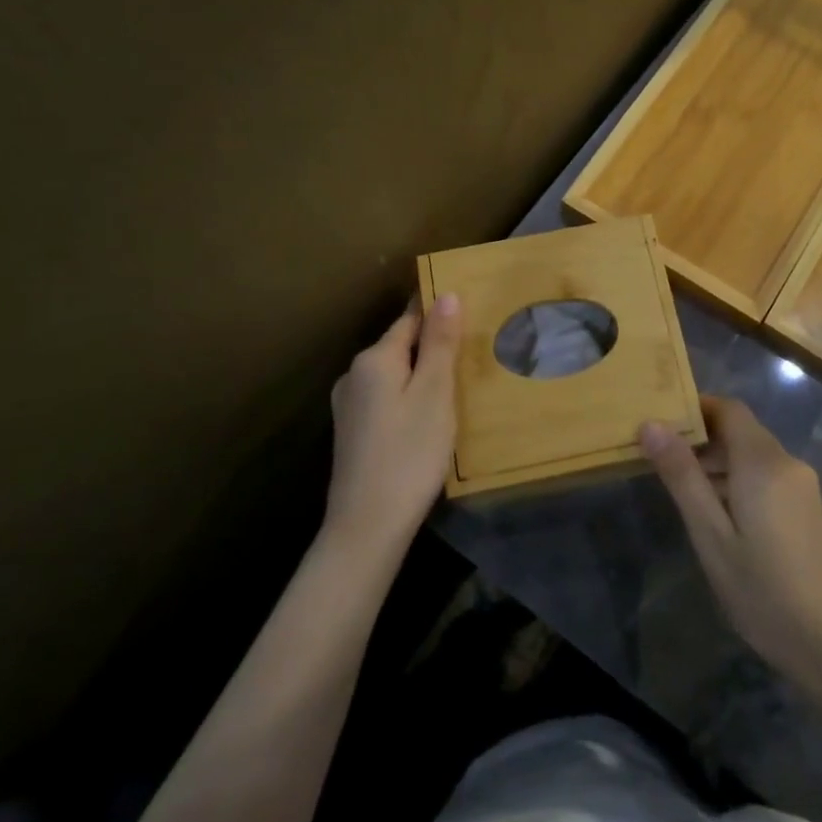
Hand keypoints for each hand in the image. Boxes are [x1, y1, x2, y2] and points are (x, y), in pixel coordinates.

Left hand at [326, 295, 461, 558]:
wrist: (367, 527)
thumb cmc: (409, 454)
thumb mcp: (434, 394)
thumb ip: (440, 343)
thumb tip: (447, 294)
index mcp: (374, 359)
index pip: (411, 319)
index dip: (440, 315)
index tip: (471, 315)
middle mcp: (354, 375)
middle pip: (401, 346)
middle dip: (433, 347)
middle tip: (473, 355)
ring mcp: (349, 406)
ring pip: (394, 375)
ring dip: (421, 375)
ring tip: (457, 387)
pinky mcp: (352, 433)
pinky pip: (386, 398)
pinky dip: (409, 398)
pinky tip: (428, 418)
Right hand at [641, 397, 821, 696]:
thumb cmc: (762, 590)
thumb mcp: (711, 536)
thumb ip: (682, 476)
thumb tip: (651, 425)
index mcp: (763, 462)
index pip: (729, 408)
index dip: (695, 408)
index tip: (660, 422)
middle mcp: (787, 462)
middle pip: (740, 430)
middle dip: (701, 439)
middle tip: (660, 463)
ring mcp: (802, 485)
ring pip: (752, 454)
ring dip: (717, 463)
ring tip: (681, 492)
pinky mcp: (807, 506)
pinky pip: (766, 475)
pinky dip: (737, 481)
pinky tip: (717, 515)